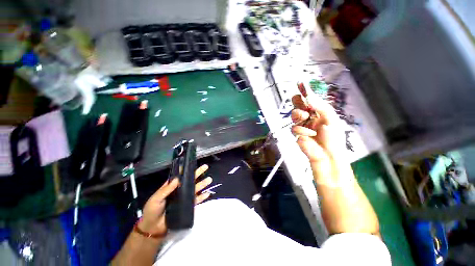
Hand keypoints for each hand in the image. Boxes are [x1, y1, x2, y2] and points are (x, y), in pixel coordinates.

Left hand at [138, 164, 212, 235]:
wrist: (153, 228)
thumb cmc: (152, 211)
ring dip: (202, 184)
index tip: (192, 163)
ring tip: (209, 179)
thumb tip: (177, 179)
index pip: (180, 175)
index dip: (186, 169)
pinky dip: (202, 197)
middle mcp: (179, 190)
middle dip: (198, 173)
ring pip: (195, 188)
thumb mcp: (156, 199)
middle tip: (206, 167)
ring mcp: (184, 197)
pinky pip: (196, 200)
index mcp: (171, 186)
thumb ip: (166, 190)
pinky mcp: (187, 206)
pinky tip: (207, 193)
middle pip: (190, 180)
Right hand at [291, 92, 350, 182]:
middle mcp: (309, 116)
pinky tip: (309, 135)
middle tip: (304, 106)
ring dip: (299, 116)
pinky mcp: (297, 134)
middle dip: (298, 103)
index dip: (304, 90)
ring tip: (307, 120)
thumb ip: (320, 106)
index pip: (308, 98)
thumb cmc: (334, 137)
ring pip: (293, 114)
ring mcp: (302, 124)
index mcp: (318, 111)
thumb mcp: (331, 118)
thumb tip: (309, 94)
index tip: (300, 83)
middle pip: (297, 104)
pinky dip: (302, 131)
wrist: (329, 156)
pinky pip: (294, 128)